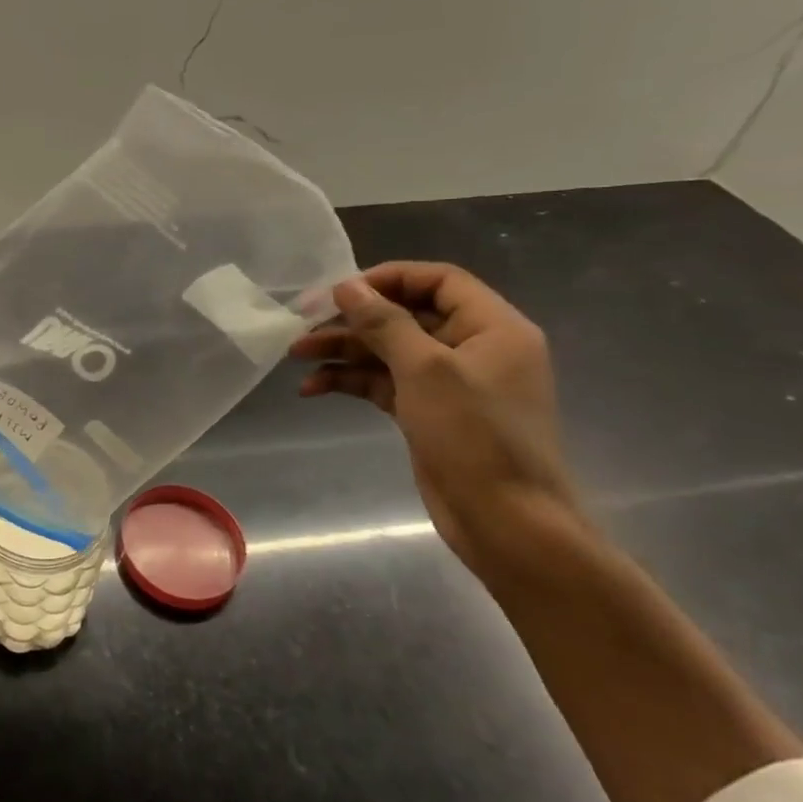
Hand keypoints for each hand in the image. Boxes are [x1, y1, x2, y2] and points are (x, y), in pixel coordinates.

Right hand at [289, 261, 576, 570]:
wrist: (506, 522)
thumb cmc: (475, 436)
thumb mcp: (426, 370)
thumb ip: (384, 323)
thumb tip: (347, 286)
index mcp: (493, 327)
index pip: (438, 281)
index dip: (387, 278)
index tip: (339, 290)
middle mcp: (473, 348)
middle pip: (405, 316)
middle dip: (353, 319)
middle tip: (302, 323)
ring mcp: (450, 383)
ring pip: (388, 351)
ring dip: (343, 350)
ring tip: (295, 356)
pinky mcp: (428, 412)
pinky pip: (384, 383)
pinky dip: (351, 381)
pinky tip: (313, 388)